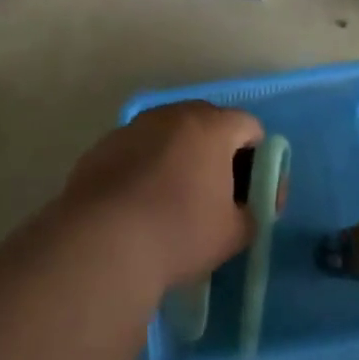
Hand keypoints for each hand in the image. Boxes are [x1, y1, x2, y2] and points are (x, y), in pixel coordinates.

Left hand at [55, 102, 263, 292]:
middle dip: (217, 152)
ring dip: (179, 156)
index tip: (249, 191)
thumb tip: (248, 206)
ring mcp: (133, 127)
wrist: (101, 244)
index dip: (257, 158)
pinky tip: (139, 203)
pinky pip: (138, 149)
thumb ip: (254, 212)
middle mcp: (172, 115)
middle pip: (208, 123)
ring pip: (169, 134)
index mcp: (211, 127)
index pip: (249, 127)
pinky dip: (146, 166)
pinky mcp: (103, 146)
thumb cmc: (179, 233)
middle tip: (215, 193)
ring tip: (172, 199)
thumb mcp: (234, 234)